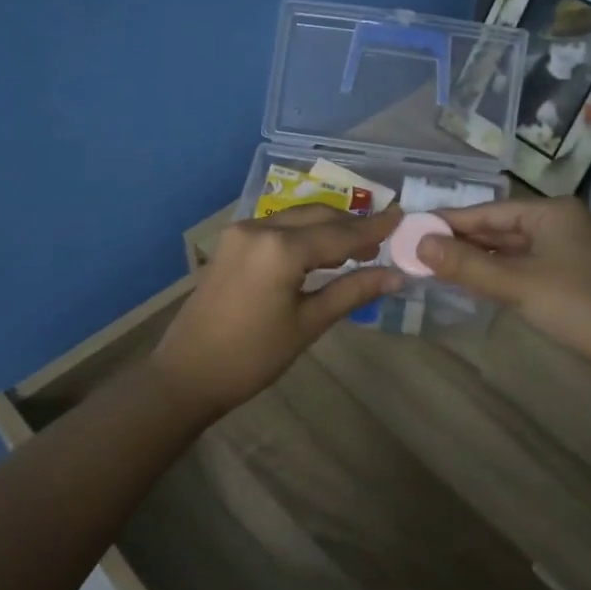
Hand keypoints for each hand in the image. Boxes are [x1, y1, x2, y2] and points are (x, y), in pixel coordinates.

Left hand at [150, 205, 402, 418]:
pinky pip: (279, 226)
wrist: (187, 373)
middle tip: (383, 238)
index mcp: (281, 249)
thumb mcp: (308, 325)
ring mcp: (242, 232)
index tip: (403, 217)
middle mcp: (261, 227)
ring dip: (328, 227)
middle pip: (319, 216)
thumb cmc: (252, 357)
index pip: (340, 233)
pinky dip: (304, 233)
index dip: (374, 228)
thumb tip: (396, 275)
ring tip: (358, 248)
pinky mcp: (232, 242)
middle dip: (352, 225)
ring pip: (298, 217)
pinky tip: (321, 251)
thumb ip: (352, 292)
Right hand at [416, 197, 590, 369]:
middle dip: (462, 241)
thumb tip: (419, 244)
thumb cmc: (574, 305)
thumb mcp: (516, 284)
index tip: (415, 226)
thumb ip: (467, 264)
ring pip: (511, 246)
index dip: (451, 221)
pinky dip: (499, 269)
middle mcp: (560, 220)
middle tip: (419, 249)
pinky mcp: (569, 269)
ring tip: (437, 264)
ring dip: (479, 257)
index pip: (490, 211)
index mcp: (551, 211)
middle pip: (500, 227)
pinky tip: (473, 277)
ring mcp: (567, 245)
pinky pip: (524, 261)